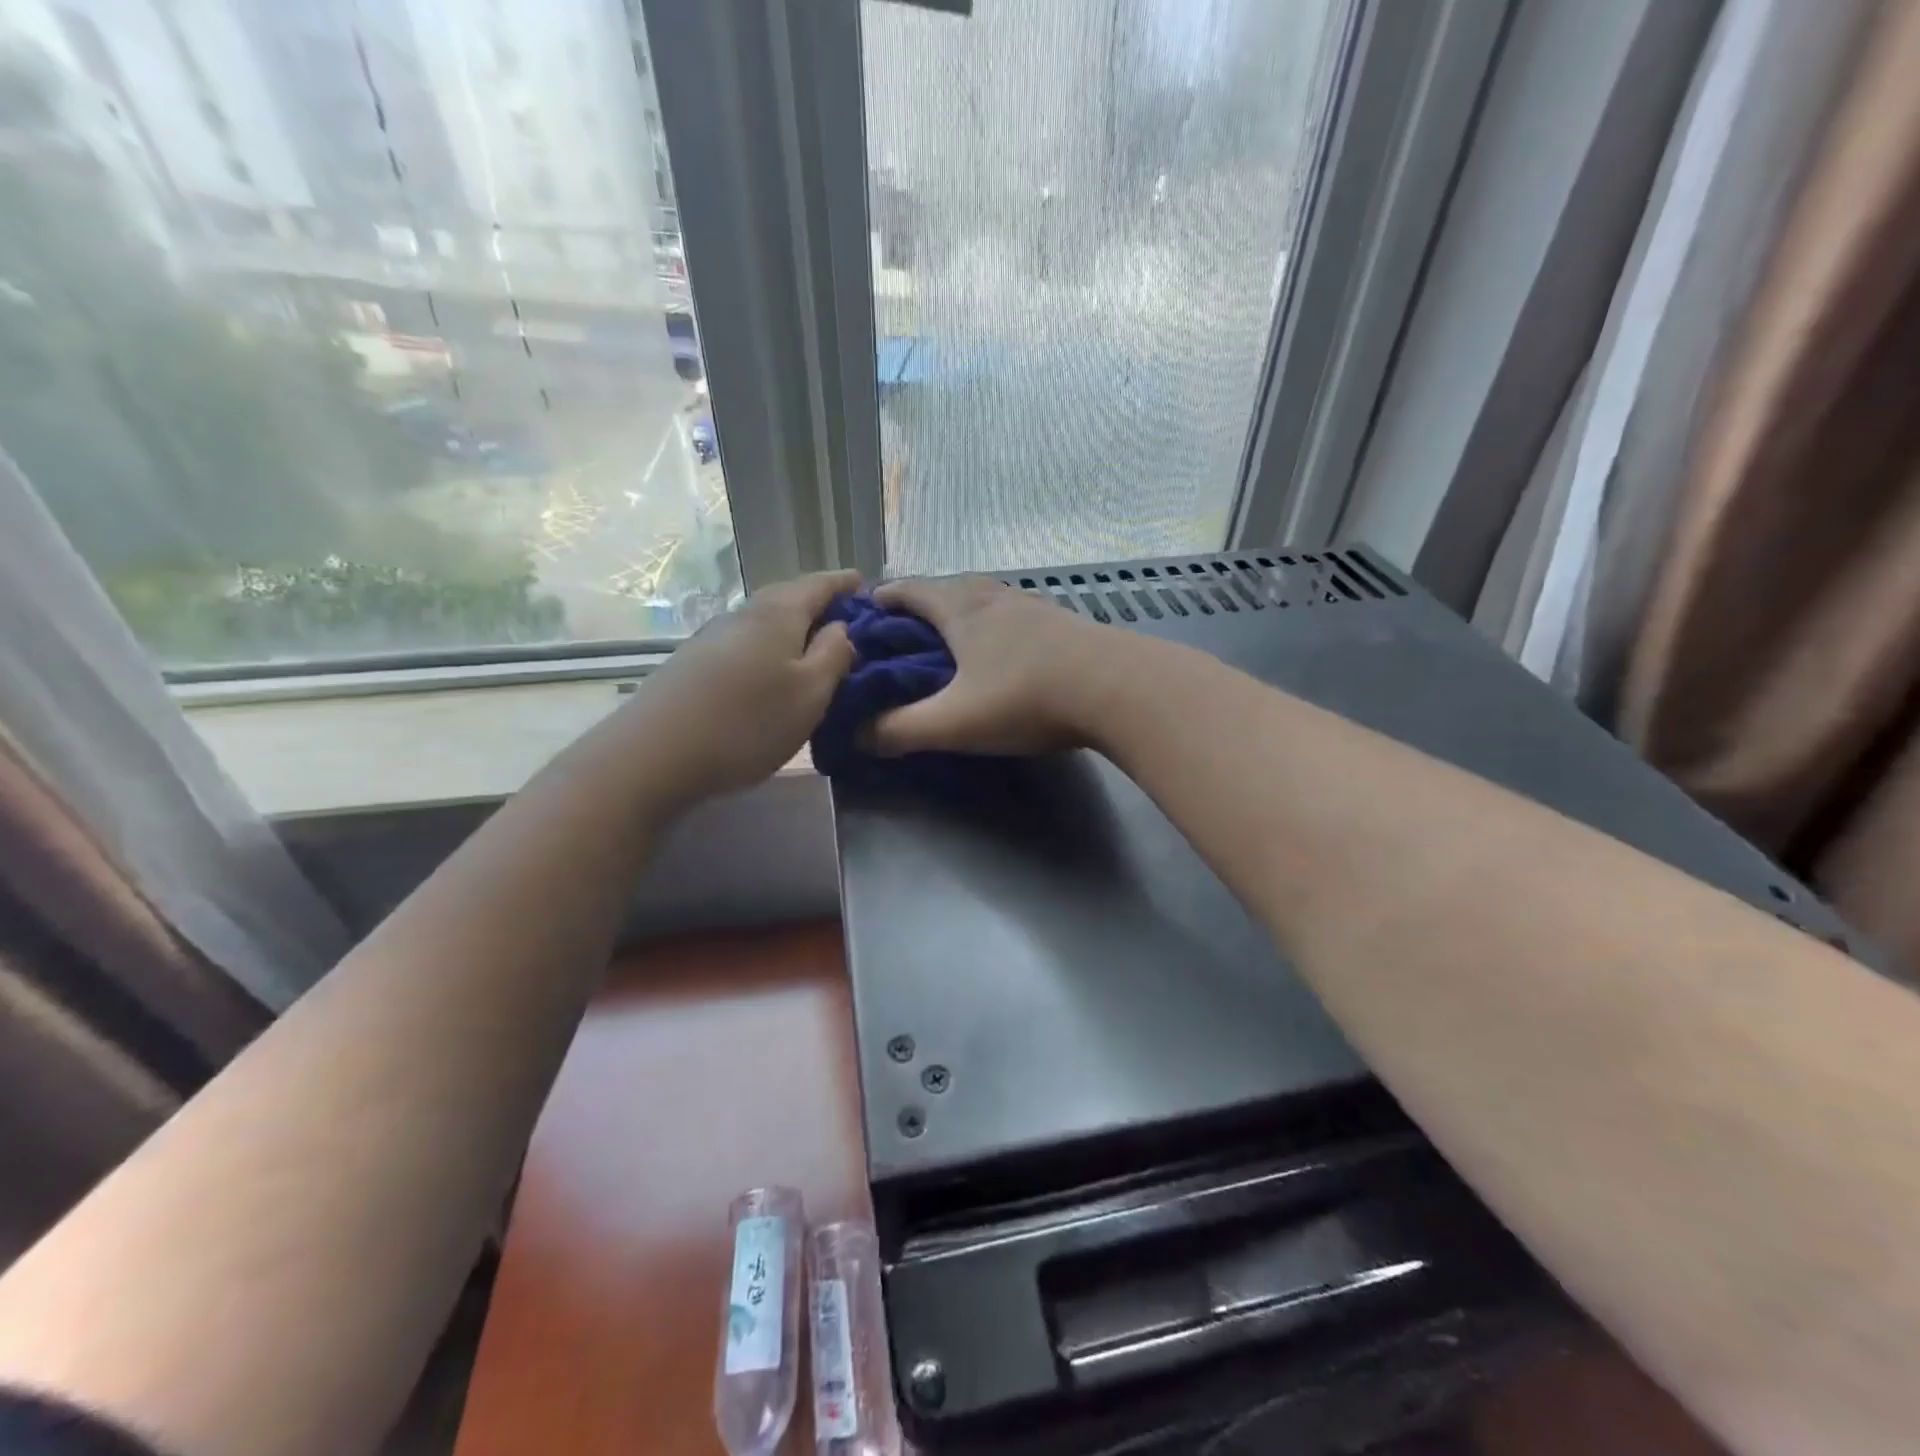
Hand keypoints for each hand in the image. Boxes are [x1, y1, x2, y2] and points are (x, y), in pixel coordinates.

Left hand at [635, 570, 859, 801]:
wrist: (655, 754)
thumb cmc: (749, 722)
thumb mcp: (811, 693)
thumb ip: (834, 655)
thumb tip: (842, 627)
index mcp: (778, 614)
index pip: (819, 584)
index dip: (844, 583)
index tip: (866, 584)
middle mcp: (743, 615)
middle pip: (788, 597)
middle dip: (818, 603)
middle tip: (846, 619)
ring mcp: (713, 638)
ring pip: (764, 622)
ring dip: (792, 628)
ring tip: (814, 648)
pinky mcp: (694, 664)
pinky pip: (745, 644)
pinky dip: (768, 648)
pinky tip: (771, 672)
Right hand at [867, 576, 1134, 755]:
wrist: (1119, 688)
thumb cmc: (1026, 697)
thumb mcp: (954, 721)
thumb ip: (901, 730)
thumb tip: (859, 736)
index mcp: (961, 609)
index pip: (909, 590)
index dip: (881, 599)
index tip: (862, 614)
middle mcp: (994, 597)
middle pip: (946, 589)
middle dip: (918, 607)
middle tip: (900, 636)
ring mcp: (1033, 608)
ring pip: (983, 601)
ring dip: (959, 615)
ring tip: (947, 644)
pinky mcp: (1062, 625)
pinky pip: (1012, 617)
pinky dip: (992, 628)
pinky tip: (1000, 654)